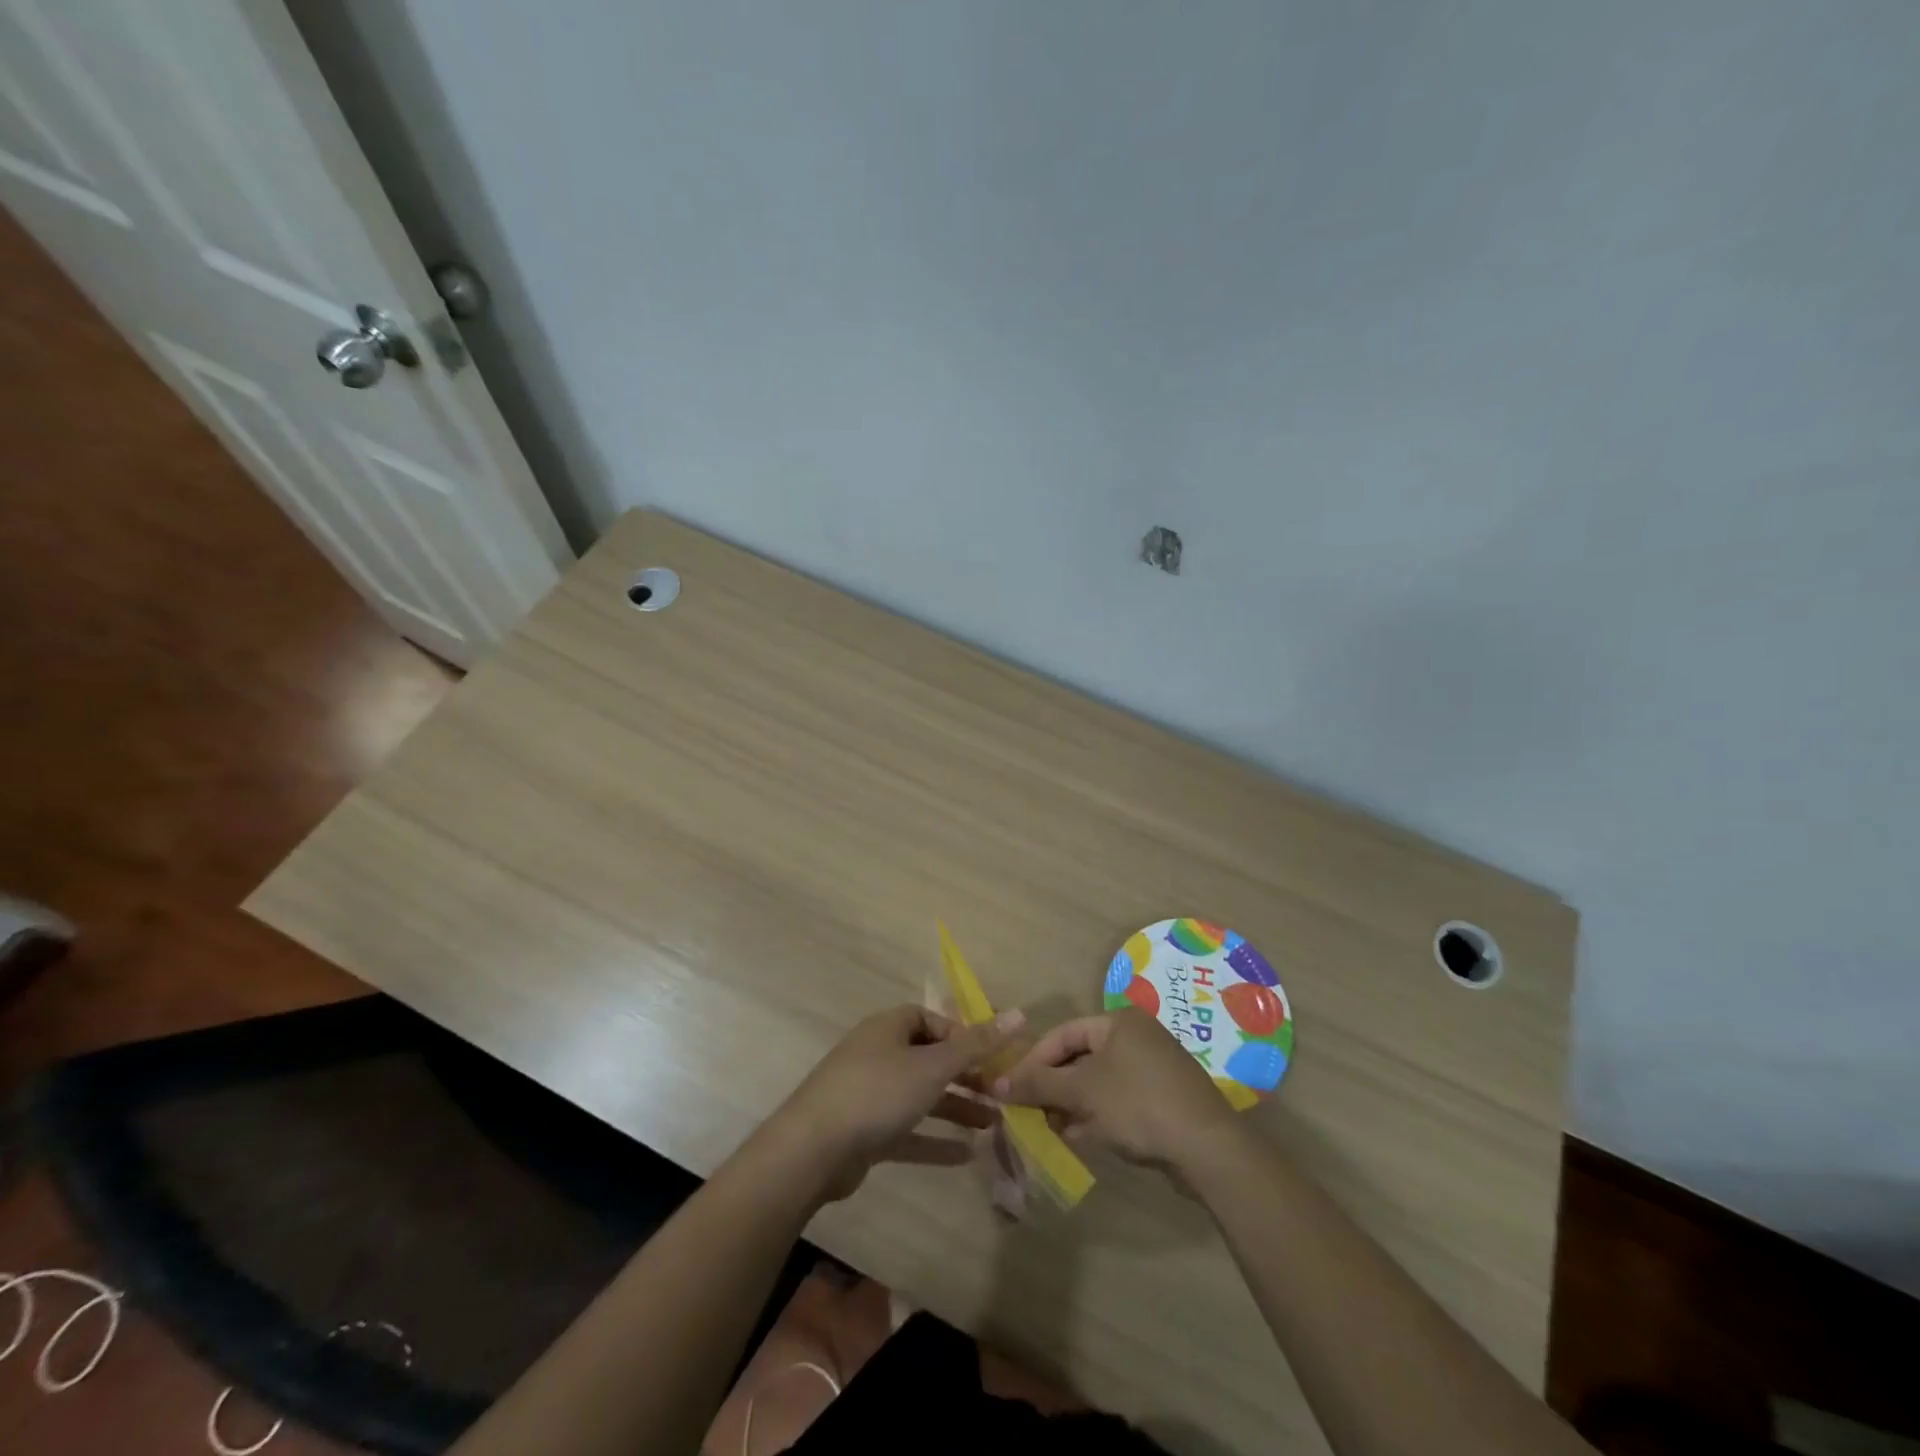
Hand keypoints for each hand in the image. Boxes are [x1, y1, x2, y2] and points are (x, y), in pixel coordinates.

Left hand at [767, 1004, 1023, 1202]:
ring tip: (993, 1124)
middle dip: (965, 1075)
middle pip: (929, 1058)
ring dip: (955, 1108)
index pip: (932, 1020)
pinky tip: (964, 1156)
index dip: (962, 1035)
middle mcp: (879, 1054)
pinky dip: (933, 1139)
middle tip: (1000, 1094)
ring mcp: (869, 1094)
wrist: (812, 1150)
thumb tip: (1021, 1013)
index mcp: (889, 1027)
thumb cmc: (877, 1092)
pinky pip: (906, 1130)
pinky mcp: (864, 1132)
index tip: (990, 1057)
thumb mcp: (933, 1066)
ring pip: (920, 1095)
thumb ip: (977, 1044)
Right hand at [994, 1009, 1238, 1170]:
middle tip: (1030, 1112)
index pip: (1063, 1033)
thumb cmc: (1138, 1105)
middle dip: (1053, 1086)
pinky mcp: (1164, 1099)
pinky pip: (1119, 1101)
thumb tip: (997, 1083)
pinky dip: (1098, 1116)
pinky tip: (1082, 1138)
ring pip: (1098, 1082)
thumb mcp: (1082, 1092)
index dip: (1033, 1061)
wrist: (1208, 1149)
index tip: (1010, 1088)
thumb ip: (1038, 1084)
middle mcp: (1136, 1037)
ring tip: (1053, 1129)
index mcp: (1118, 1022)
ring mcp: (1153, 1068)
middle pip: (1080, 1058)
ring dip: (1073, 1105)